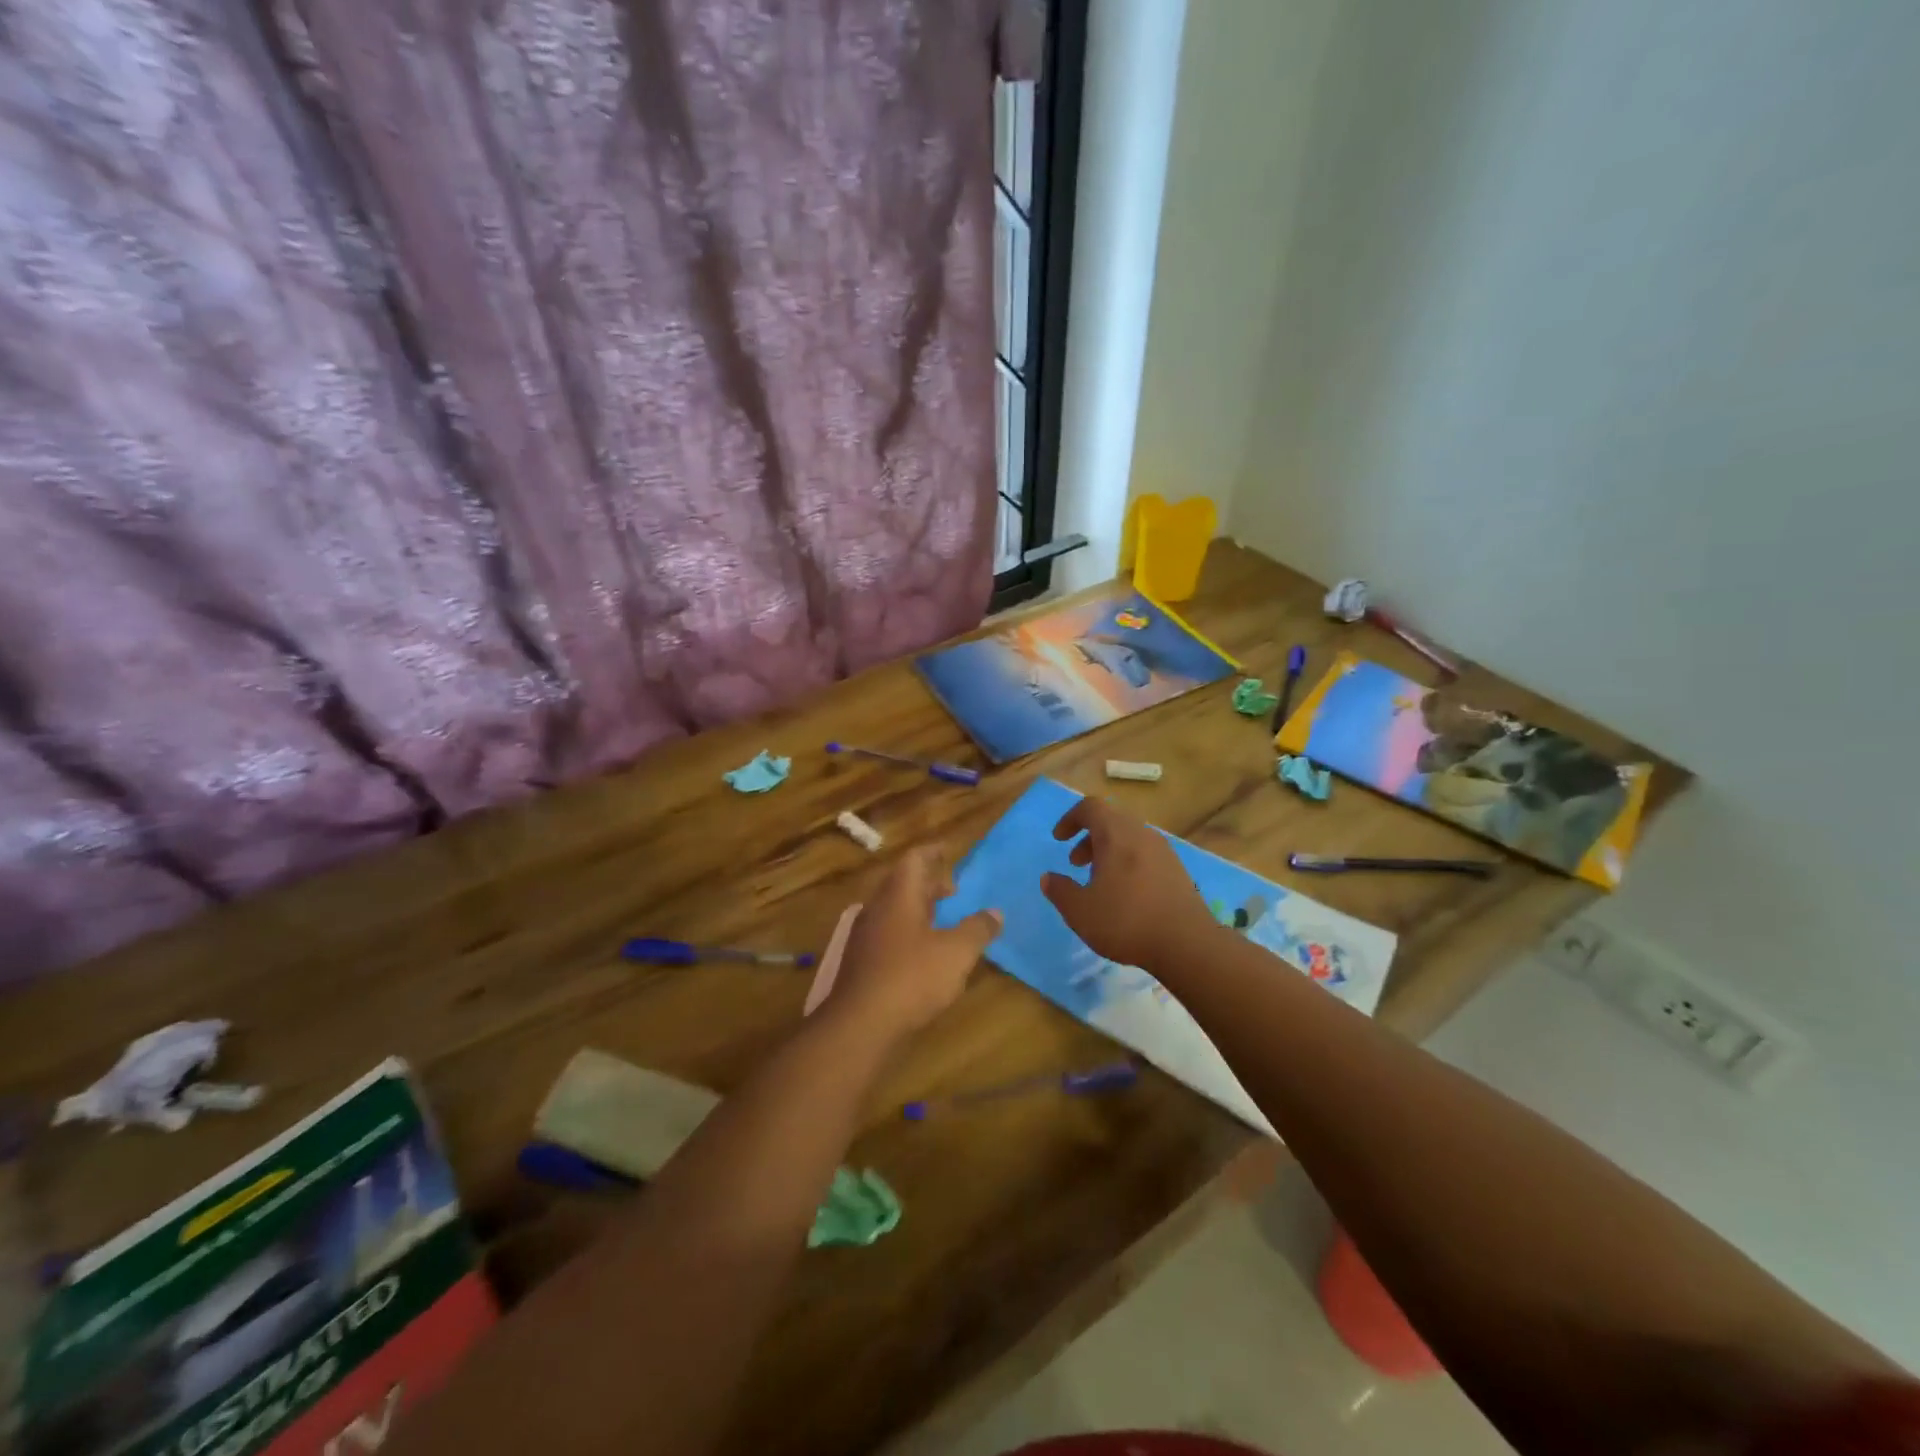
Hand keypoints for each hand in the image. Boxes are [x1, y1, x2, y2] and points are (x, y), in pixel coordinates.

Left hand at [826, 847, 1000, 1045]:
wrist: (859, 1024)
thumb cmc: (911, 978)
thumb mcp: (956, 953)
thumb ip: (978, 929)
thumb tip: (995, 912)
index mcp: (899, 895)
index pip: (915, 859)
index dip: (934, 852)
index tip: (950, 851)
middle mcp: (877, 907)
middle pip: (902, 883)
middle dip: (928, 882)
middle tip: (953, 888)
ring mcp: (865, 935)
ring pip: (893, 909)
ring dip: (918, 908)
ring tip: (943, 918)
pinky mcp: (861, 961)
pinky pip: (887, 932)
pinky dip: (908, 930)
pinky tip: (922, 951)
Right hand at [1041, 797, 1217, 974]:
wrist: (1187, 943)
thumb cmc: (1127, 921)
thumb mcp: (1080, 911)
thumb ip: (1060, 891)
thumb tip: (1048, 878)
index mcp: (1116, 834)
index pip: (1090, 807)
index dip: (1070, 818)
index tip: (1059, 839)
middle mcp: (1141, 834)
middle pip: (1111, 820)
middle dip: (1089, 837)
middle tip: (1076, 863)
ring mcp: (1163, 851)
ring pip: (1129, 837)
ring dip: (1109, 851)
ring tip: (1099, 881)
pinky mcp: (1177, 870)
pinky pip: (1145, 853)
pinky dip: (1128, 862)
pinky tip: (1125, 894)